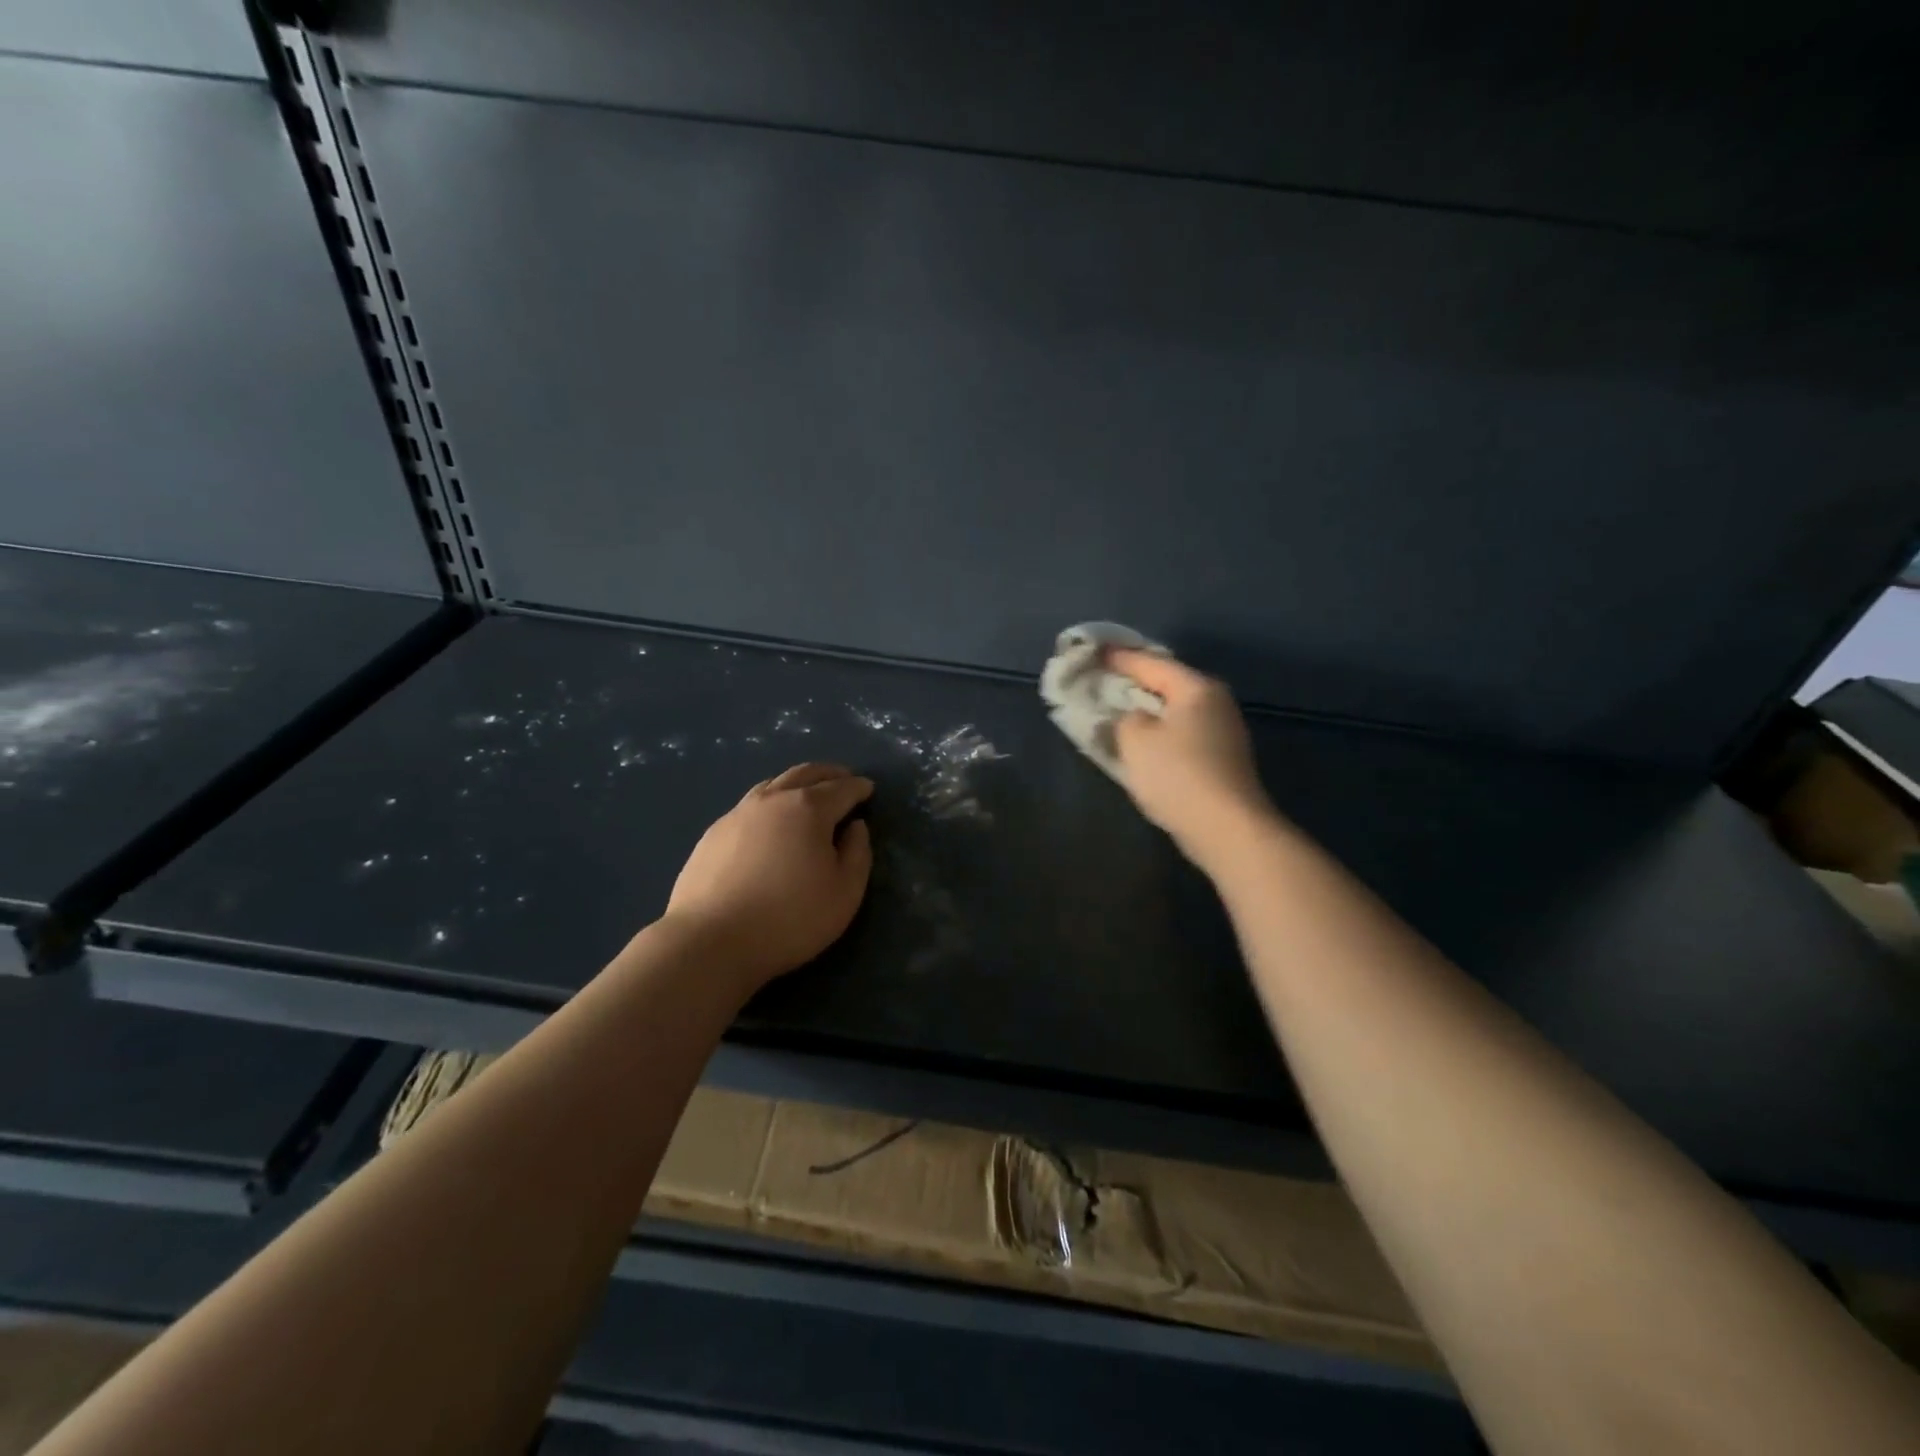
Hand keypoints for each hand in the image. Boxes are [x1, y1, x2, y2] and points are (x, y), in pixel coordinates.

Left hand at [663, 763, 874, 989]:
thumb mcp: (845, 892)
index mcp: (808, 808)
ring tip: (807, 793)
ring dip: (797, 783)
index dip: (858, 787)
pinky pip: (750, 805)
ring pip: (773, 784)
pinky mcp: (714, 833)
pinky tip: (770, 821)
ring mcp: (738, 813)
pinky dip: (771, 802)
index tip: (869, 788)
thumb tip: (855, 827)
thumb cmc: (790, 918)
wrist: (711, 940)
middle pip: (805, 774)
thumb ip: (858, 853)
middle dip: (828, 774)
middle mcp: (773, 800)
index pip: (841, 788)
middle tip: (843, 779)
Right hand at [1108, 650, 1277, 871]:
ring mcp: (1222, 731)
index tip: (1092, 653)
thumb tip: (1130, 716)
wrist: (1226, 829)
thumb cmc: (1178, 775)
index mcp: (1196, 687)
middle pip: (1166, 683)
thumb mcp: (1135, 738)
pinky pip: (1181, 734)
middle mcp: (1215, 702)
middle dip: (1133, 682)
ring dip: (1145, 710)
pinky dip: (1158, 732)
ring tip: (1115, 710)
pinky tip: (1140, 741)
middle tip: (1100, 680)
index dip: (1118, 658)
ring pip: (1174, 711)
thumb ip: (1123, 717)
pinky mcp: (1221, 759)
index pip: (1150, 662)